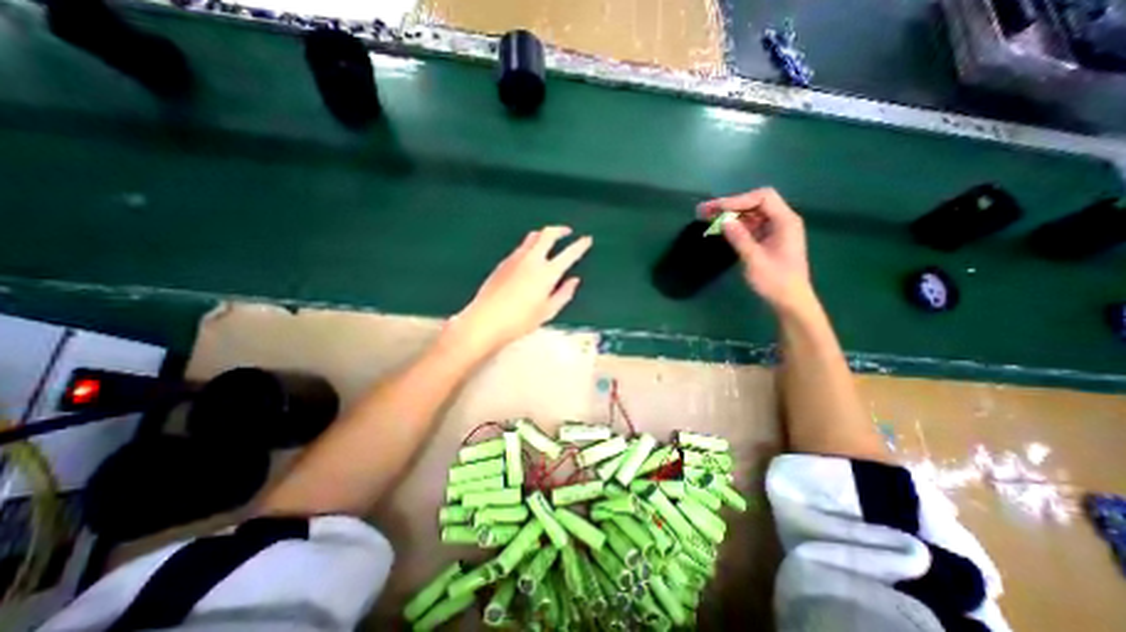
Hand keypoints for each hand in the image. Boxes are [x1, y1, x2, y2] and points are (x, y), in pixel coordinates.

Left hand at [446, 225, 591, 355]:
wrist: (485, 320)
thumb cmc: (520, 321)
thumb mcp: (548, 311)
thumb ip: (564, 294)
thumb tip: (574, 280)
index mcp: (547, 273)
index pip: (569, 254)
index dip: (580, 245)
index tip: (587, 240)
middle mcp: (532, 260)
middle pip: (547, 234)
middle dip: (560, 230)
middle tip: (567, 232)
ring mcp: (515, 259)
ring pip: (532, 237)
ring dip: (544, 235)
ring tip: (549, 241)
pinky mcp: (503, 263)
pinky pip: (521, 247)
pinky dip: (530, 246)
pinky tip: (530, 257)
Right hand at [701, 188, 813, 312]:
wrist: (790, 301)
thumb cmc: (776, 282)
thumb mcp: (755, 260)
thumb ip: (740, 238)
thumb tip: (724, 221)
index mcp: (785, 221)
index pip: (762, 198)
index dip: (737, 200)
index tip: (716, 209)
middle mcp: (782, 221)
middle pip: (755, 203)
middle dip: (730, 205)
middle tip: (705, 210)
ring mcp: (775, 230)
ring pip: (751, 214)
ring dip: (730, 214)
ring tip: (707, 217)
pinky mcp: (768, 239)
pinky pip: (750, 225)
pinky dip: (735, 225)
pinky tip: (721, 228)